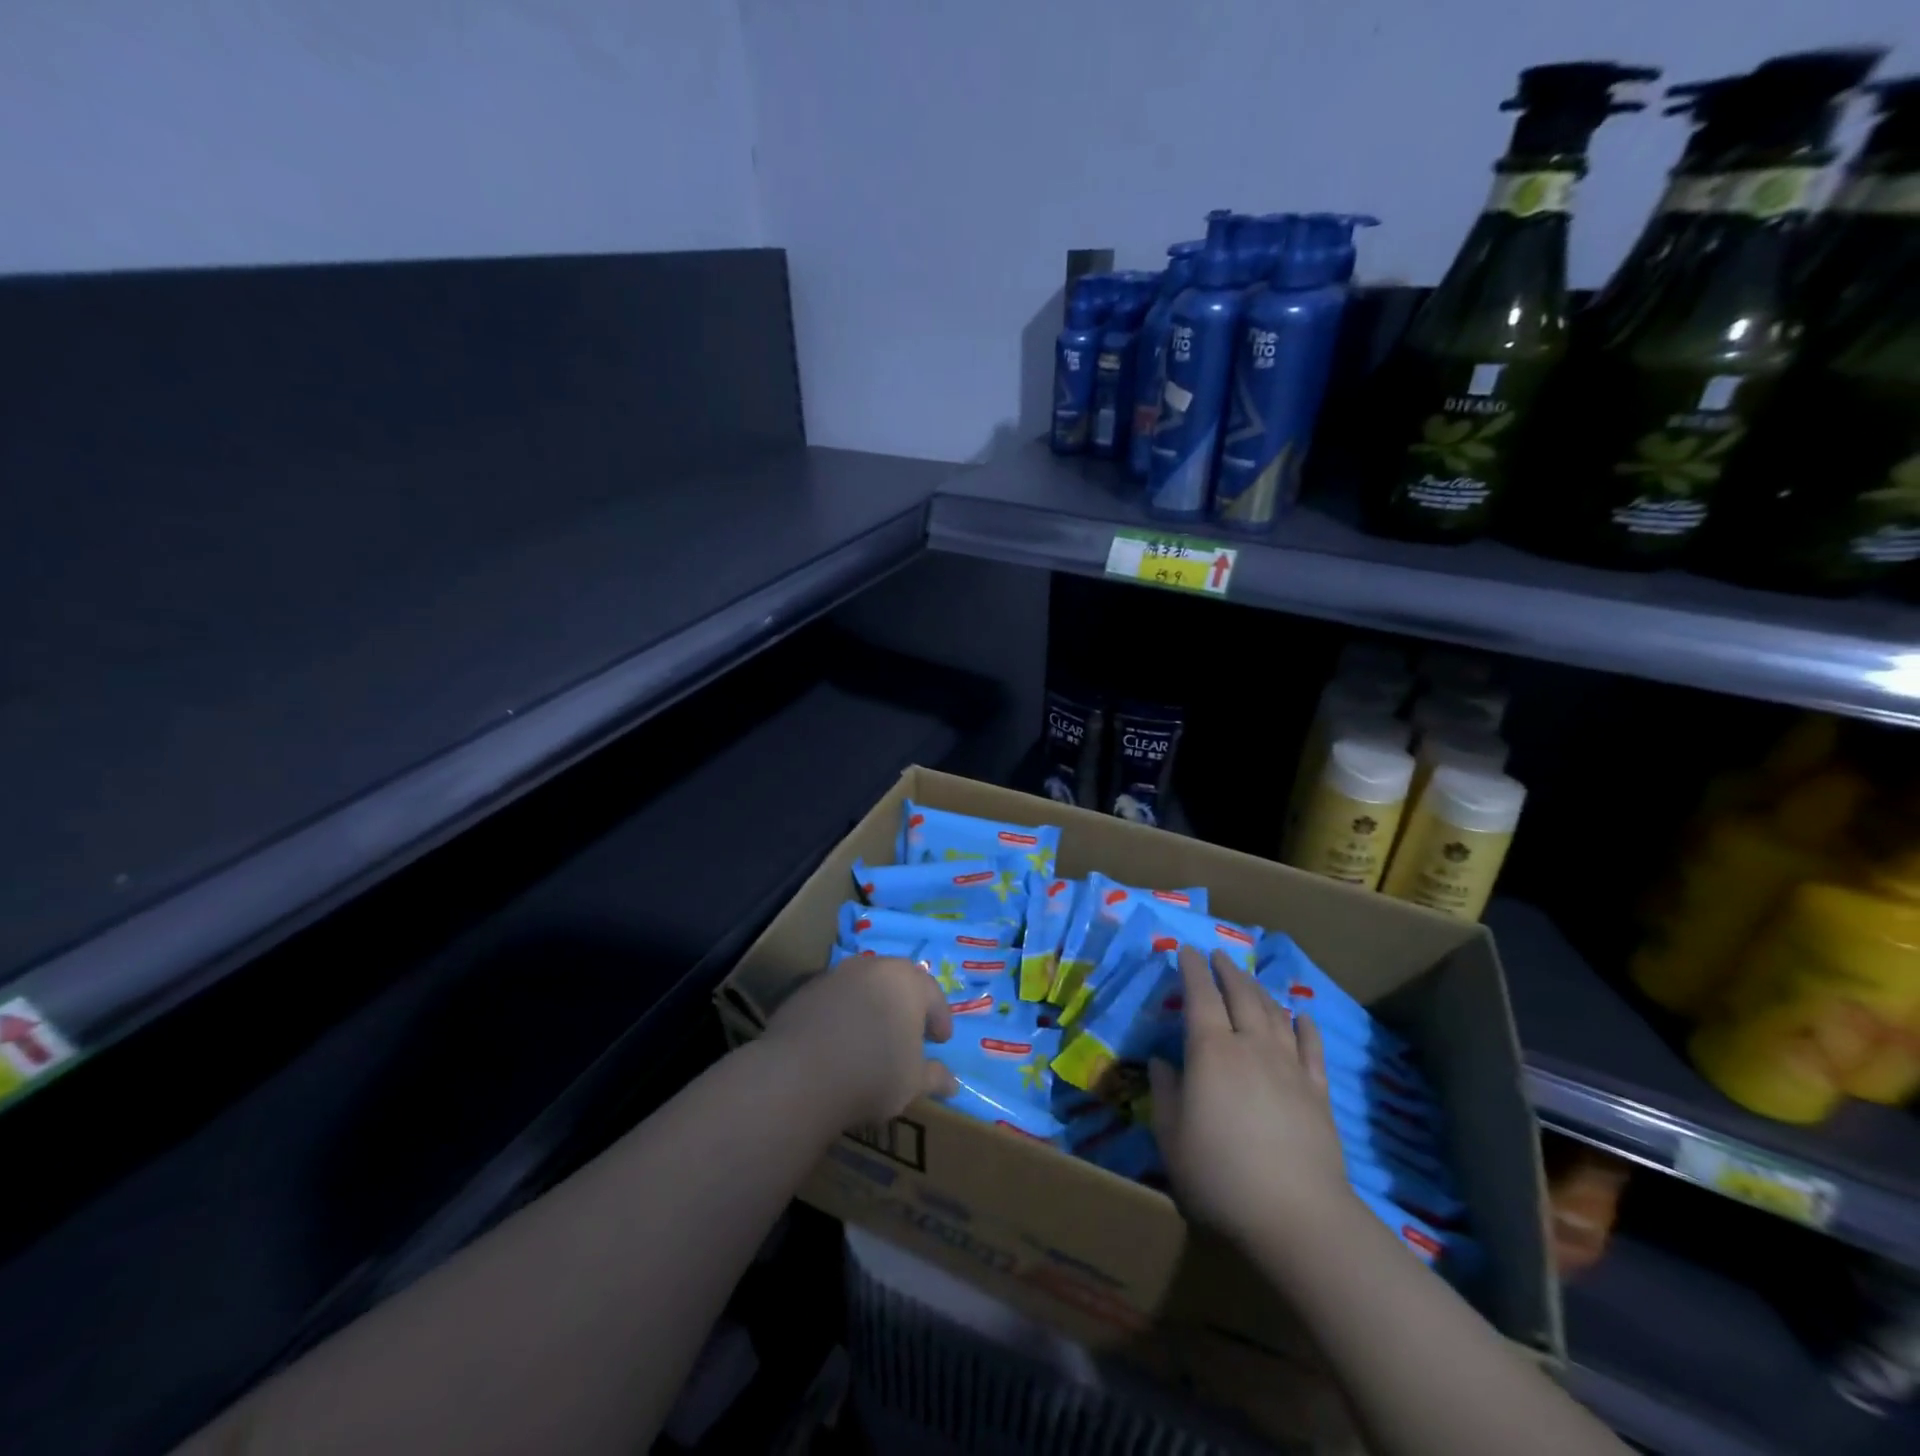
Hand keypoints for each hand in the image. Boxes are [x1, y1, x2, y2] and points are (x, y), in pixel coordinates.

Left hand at [762, 956, 957, 1127]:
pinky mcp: (805, 991)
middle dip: (905, 1005)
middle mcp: (873, 967)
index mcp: (907, 981)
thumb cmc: (872, 1073)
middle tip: (909, 1032)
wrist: (800, 1074)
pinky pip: (833, 1000)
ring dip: (871, 1006)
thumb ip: (934, 1077)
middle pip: (897, 982)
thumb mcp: (912, 1083)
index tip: (940, 1040)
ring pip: (863, 987)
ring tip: (872, 1036)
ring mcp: (836, 975)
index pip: (933, 994)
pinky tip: (838, 1042)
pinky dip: (842, 1014)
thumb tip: (952, 1083)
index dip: (940, 1018)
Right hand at [1149, 946, 1352, 1249]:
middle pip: (1241, 995)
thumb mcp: (1171, 1137)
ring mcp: (1289, 1067)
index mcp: (1211, 1052)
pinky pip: (1311, 1047)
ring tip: (1249, 979)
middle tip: (1218, 955)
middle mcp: (1251, 1046)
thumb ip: (1165, 1093)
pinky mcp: (1317, 1091)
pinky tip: (1301, 1016)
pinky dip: (1303, 1026)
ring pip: (1274, 1013)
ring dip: (1259, 990)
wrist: (1297, 1215)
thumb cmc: (1220, 1175)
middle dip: (1227, 970)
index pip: (1200, 996)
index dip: (1192, 970)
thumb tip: (1162, 1062)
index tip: (1185, 950)